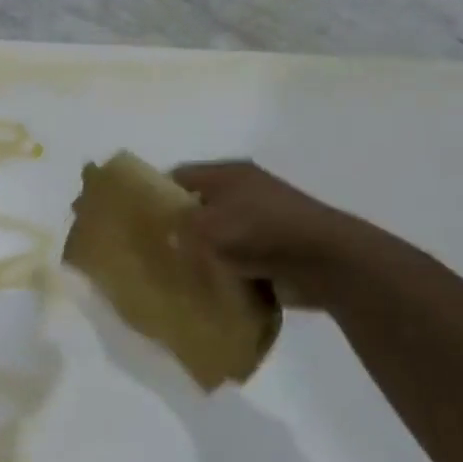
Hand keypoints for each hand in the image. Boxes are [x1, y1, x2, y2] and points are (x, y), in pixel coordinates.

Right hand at [171, 160, 385, 308]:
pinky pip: (239, 258)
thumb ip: (176, 226)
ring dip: (203, 253)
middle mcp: (244, 190)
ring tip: (177, 273)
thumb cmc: (259, 232)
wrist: (326, 262)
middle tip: (154, 250)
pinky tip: (208, 287)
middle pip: (197, 206)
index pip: (177, 176)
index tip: (136, 221)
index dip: (155, 195)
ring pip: (218, 235)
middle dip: (178, 228)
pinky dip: (226, 271)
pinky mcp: (276, 248)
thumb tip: (166, 234)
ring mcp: (263, 219)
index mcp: (226, 174)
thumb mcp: (204, 226)